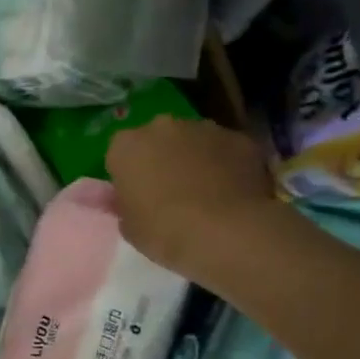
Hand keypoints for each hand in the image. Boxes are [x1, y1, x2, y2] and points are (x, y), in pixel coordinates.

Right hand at [107, 116, 276, 275]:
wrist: (225, 232)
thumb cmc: (163, 231)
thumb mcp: (128, 226)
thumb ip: (125, 205)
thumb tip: (130, 199)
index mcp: (126, 146)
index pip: (120, 154)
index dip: (128, 175)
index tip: (136, 195)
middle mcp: (162, 127)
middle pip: (157, 140)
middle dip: (161, 158)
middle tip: (169, 191)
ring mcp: (204, 128)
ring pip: (193, 141)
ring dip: (194, 158)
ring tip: (205, 193)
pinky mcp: (239, 138)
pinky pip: (225, 150)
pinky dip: (226, 164)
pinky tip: (231, 192)